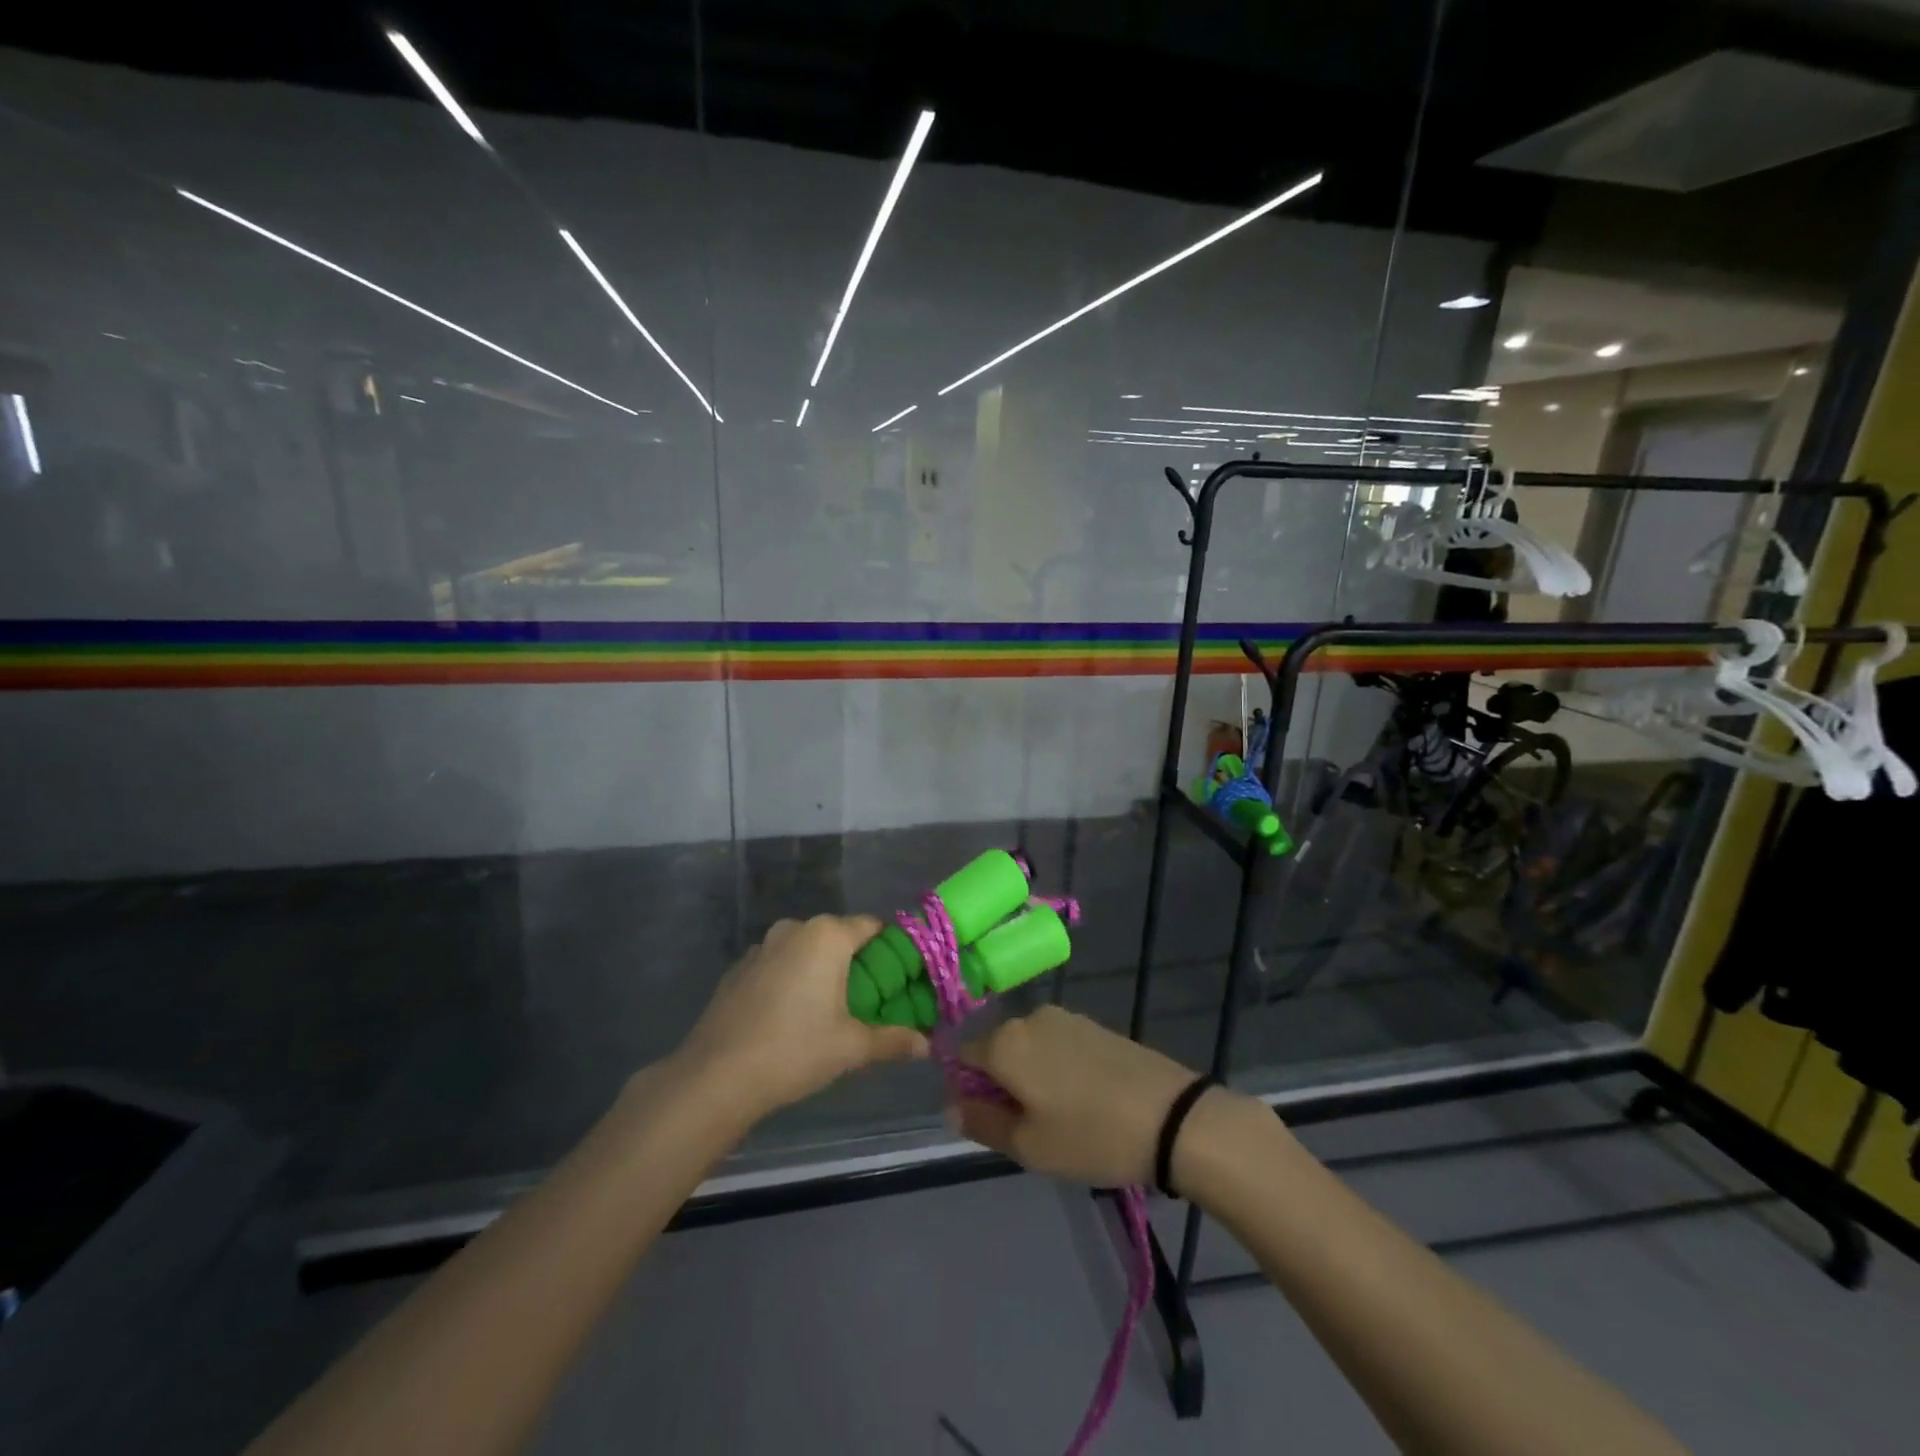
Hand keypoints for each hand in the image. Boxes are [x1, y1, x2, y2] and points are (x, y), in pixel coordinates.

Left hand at [676, 914, 928, 1120]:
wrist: (716, 1076)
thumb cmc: (795, 1050)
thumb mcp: (852, 1047)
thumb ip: (893, 1040)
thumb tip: (927, 1046)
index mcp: (827, 936)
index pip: (872, 926)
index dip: (890, 949)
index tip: (900, 976)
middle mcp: (795, 929)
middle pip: (838, 936)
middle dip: (855, 962)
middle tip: (869, 999)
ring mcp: (761, 946)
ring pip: (805, 950)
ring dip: (820, 970)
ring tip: (828, 1010)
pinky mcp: (738, 968)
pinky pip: (778, 964)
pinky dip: (790, 980)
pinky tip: (789, 1017)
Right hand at [952, 1006, 1198, 1186]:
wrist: (1170, 1116)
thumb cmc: (1090, 1135)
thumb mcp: (1028, 1145)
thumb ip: (981, 1122)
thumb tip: (951, 1105)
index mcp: (1005, 1042)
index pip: (962, 1056)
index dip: (966, 1090)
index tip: (988, 1122)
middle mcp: (1029, 1018)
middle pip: (996, 1049)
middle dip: (1001, 1084)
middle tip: (1028, 1128)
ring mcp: (1065, 1017)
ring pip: (1028, 1048)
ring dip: (1030, 1077)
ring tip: (1060, 1118)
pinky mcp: (1093, 1024)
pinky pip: (1056, 1045)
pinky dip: (1057, 1069)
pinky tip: (1083, 1100)